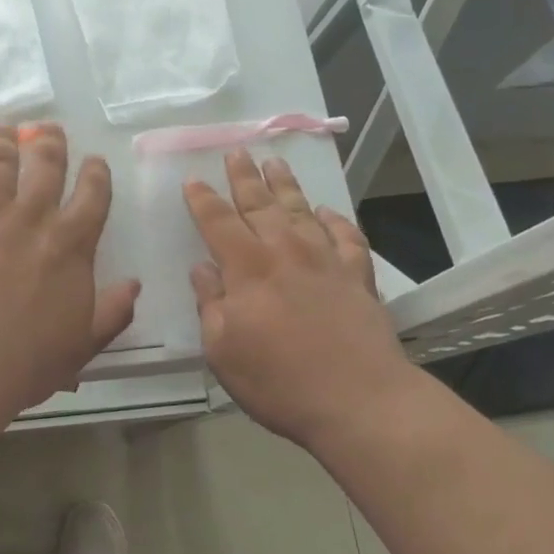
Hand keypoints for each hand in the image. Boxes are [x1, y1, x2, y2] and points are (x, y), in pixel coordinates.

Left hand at [0, 126, 139, 414]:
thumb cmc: (29, 361)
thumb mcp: (84, 343)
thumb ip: (112, 312)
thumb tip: (134, 284)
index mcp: (70, 245)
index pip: (92, 196)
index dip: (96, 173)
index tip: (95, 160)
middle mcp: (31, 220)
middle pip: (46, 167)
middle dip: (51, 143)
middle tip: (49, 129)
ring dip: (5, 143)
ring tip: (6, 129)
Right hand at [185, 151, 411, 446]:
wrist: (360, 400)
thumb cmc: (278, 380)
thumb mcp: (222, 349)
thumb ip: (210, 303)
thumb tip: (202, 269)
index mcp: (248, 268)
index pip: (218, 222)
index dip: (202, 200)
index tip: (193, 181)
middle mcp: (286, 252)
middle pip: (260, 204)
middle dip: (244, 177)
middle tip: (237, 153)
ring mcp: (326, 261)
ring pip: (302, 211)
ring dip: (286, 186)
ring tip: (276, 164)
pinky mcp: (358, 276)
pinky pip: (346, 236)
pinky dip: (335, 221)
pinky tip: (327, 214)